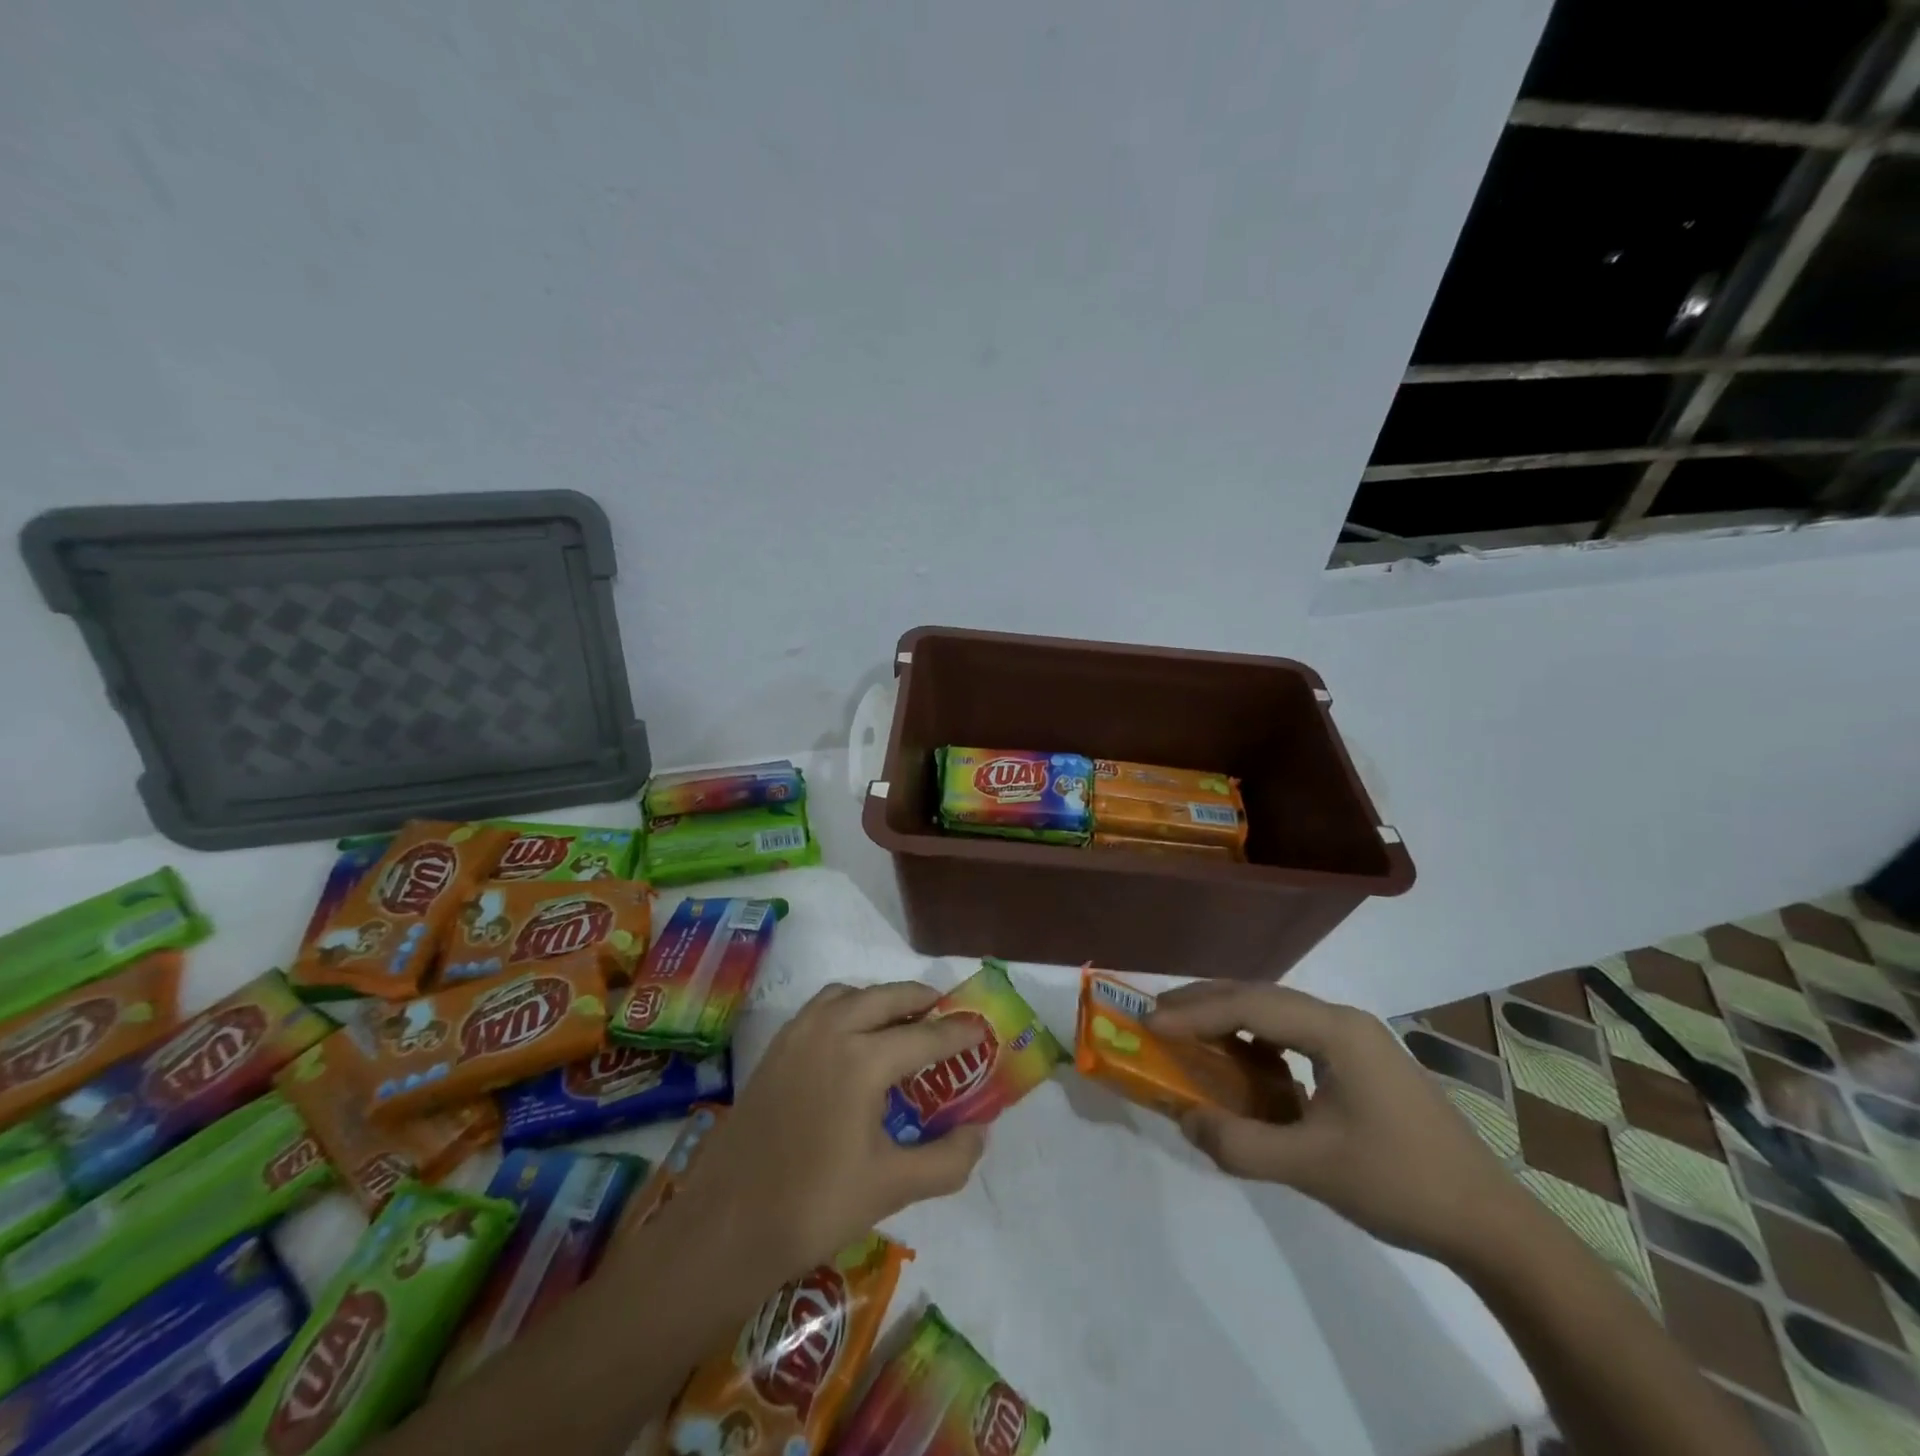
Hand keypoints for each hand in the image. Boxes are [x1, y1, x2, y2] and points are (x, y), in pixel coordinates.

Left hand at [679, 982, 988, 1286]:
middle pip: (888, 996)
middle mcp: (832, 1030)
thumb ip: (948, 1160)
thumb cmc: (814, 1205)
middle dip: (922, 1000)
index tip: (983, 1029)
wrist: (726, 1224)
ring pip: (851, 994)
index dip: (960, 1033)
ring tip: (902, 1024)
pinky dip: (848, 1007)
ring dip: (882, 999)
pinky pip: (822, 1007)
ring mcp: (799, 1034)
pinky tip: (853, 1040)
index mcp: (863, 1059)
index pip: (926, 1035)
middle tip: (947, 1015)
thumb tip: (980, 1131)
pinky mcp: (776, 1047)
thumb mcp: (892, 1187)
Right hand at [1149, 982, 1529, 1264]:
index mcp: (1336, 1030)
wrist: (1492, 1225)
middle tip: (1156, 1016)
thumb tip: (1183, 1119)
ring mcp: (1356, 1040)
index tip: (1149, 1024)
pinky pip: (1294, 1036)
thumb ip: (1240, 1144)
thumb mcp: (1312, 1168)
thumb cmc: (1401, 1185)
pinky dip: (1256, 1042)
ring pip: (1276, 1013)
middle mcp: (1343, 1020)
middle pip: (1260, 996)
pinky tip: (1242, 1063)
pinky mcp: (1361, 1063)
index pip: (1250, 1006)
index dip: (1195, 1012)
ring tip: (1186, 1032)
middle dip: (1204, 1004)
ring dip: (1229, 1019)